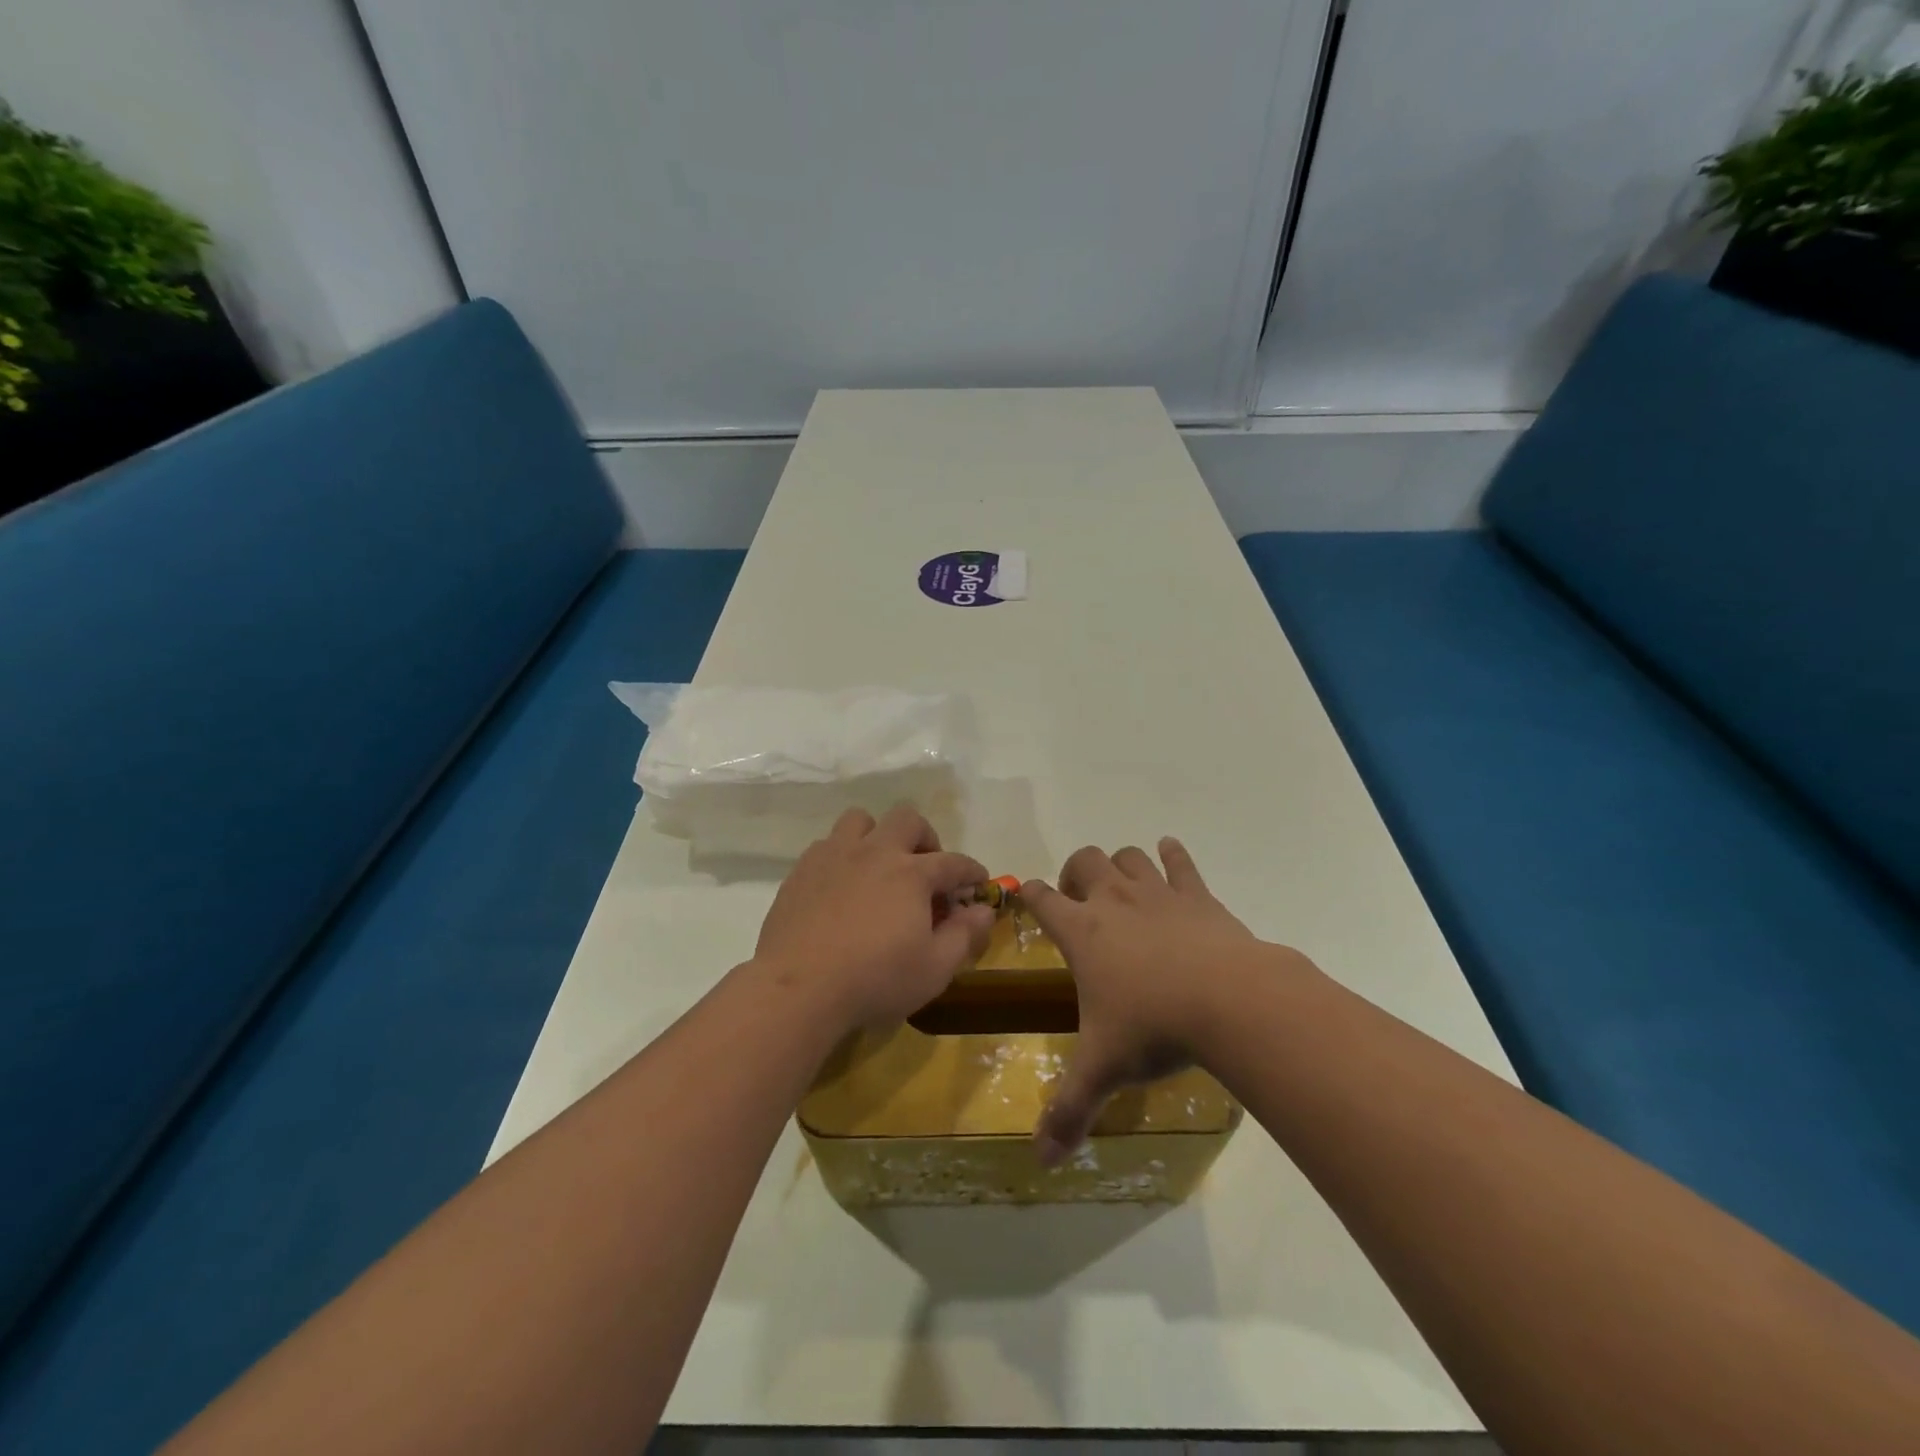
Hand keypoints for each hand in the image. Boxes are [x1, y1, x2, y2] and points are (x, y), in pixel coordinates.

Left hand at [755, 805, 994, 1031]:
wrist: (799, 988)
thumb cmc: (875, 979)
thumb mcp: (934, 969)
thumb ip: (965, 935)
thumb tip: (985, 910)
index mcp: (911, 873)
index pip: (953, 862)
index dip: (972, 871)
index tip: (978, 883)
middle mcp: (875, 852)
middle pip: (907, 820)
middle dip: (925, 838)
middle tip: (926, 870)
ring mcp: (834, 856)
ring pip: (861, 820)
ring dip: (877, 836)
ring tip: (880, 867)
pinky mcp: (802, 870)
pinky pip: (827, 844)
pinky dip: (843, 856)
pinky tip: (843, 886)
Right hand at [1021, 838, 1259, 1164]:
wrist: (1230, 1000)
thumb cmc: (1154, 1027)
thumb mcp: (1104, 1070)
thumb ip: (1070, 1111)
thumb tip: (1042, 1160)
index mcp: (1082, 932)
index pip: (1041, 898)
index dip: (1029, 894)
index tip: (1027, 898)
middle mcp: (1113, 900)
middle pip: (1084, 860)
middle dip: (1075, 872)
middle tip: (1079, 901)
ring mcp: (1157, 892)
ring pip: (1129, 855)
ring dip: (1121, 864)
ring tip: (1124, 887)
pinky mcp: (1197, 895)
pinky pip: (1180, 861)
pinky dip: (1172, 855)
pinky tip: (1171, 855)